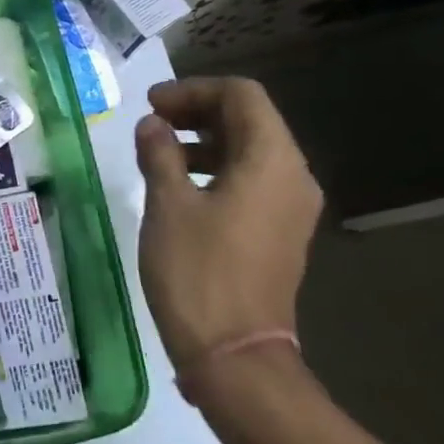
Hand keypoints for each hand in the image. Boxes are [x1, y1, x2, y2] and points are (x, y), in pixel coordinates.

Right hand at [134, 77, 323, 370]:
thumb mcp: (168, 205)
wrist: (234, 353)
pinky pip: (252, 181)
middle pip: (250, 120)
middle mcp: (292, 177)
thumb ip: (160, 154)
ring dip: (205, 140)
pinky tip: (180, 184)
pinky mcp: (279, 232)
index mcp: (272, 161)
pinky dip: (216, 169)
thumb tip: (152, 125)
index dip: (194, 90)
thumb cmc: (197, 271)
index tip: (151, 104)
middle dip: (198, 112)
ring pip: (250, 151)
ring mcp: (290, 207)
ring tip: (158, 150)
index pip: (242, 96)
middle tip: (151, 121)